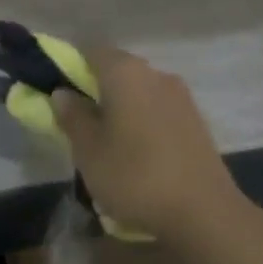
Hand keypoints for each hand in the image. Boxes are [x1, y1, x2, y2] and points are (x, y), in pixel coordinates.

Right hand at [50, 47, 245, 243]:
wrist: (203, 211)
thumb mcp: (89, 151)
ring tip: (108, 146)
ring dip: (121, 110)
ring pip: (139, 92)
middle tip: (80, 126)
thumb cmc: (134, 176)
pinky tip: (138, 155)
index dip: (70, 68)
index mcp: (126, 72)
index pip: (90, 51)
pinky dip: (143, 123)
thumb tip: (63, 92)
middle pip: (117, 71)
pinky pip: (158, 111)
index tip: (59, 97)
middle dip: (96, 92)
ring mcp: (181, 97)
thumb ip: (73, 117)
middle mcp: (156, 74)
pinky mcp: (196, 121)